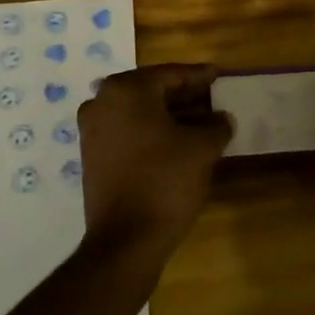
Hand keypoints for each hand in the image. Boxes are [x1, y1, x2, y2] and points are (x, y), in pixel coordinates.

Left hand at [77, 64, 231, 252]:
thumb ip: (216, 124)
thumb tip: (221, 118)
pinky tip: (178, 142)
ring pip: (139, 112)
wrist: (126, 239)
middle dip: (183, 95)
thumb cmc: (166, 181)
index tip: (217, 74)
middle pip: (152, 91)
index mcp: (126, 90)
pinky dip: (152, 131)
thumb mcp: (202, 148)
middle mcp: (102, 102)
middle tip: (212, 98)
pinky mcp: (92, 156)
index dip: (198, 76)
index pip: (170, 74)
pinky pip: (128, 132)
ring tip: (202, 122)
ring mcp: (93, 130)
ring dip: (169, 115)